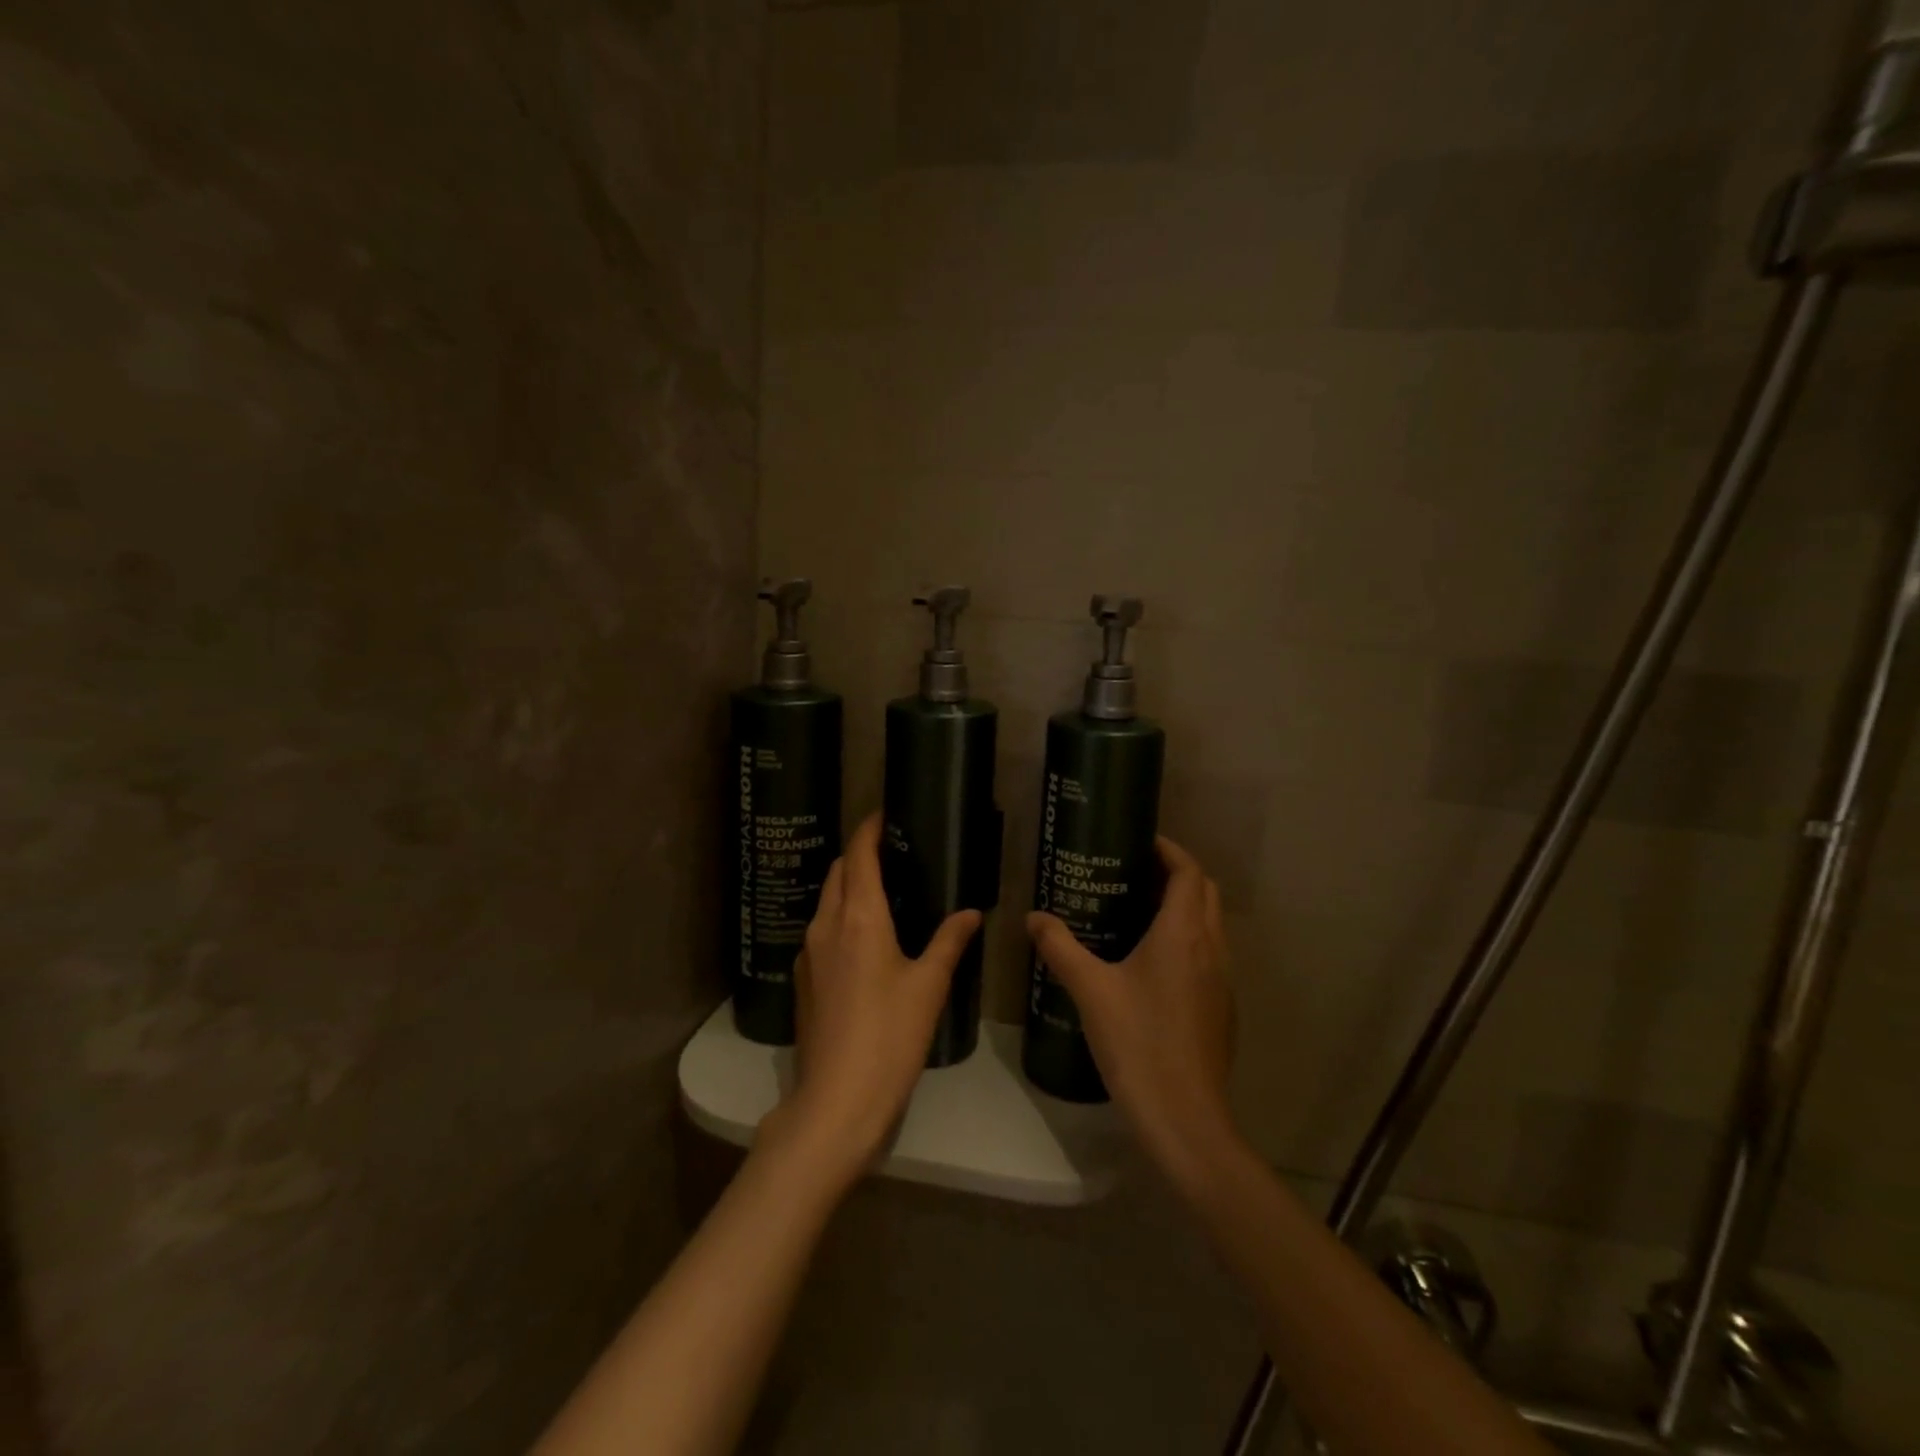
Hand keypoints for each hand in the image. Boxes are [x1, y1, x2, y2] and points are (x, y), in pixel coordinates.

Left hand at [777, 813, 980, 1178]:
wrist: (837, 1100)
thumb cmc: (890, 1036)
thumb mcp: (929, 986)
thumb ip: (949, 942)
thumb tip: (970, 913)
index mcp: (859, 917)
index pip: (858, 855)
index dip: (869, 829)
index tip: (885, 814)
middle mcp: (826, 925)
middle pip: (837, 872)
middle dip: (858, 854)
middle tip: (892, 852)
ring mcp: (808, 953)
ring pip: (825, 900)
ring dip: (847, 884)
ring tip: (882, 890)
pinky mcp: (803, 979)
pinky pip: (820, 929)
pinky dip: (840, 915)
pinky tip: (864, 937)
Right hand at [1028, 837, 1236, 1187]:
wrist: (1184, 1118)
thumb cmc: (1137, 1042)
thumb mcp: (1090, 990)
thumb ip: (1060, 947)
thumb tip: (1033, 917)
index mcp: (1183, 933)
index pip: (1188, 871)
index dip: (1168, 849)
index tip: (1138, 842)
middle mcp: (1211, 947)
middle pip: (1204, 891)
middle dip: (1174, 873)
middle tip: (1132, 873)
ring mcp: (1223, 979)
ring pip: (1210, 923)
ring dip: (1183, 907)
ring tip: (1137, 911)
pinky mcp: (1222, 1008)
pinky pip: (1209, 954)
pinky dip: (1187, 939)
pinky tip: (1151, 963)